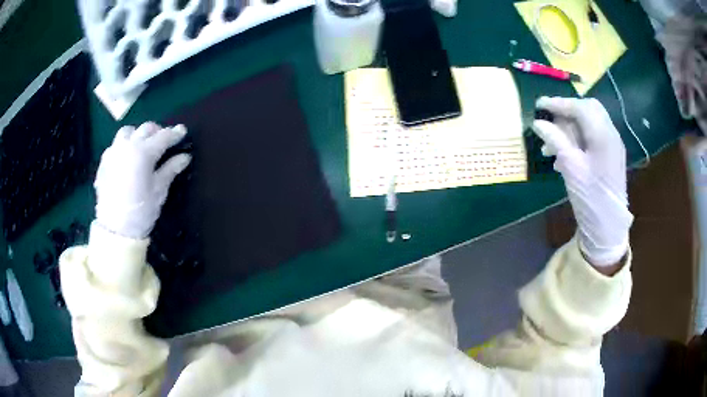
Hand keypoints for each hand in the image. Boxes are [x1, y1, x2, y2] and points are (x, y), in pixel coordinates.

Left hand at [95, 122, 190, 239]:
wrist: (115, 230)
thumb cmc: (141, 212)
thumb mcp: (159, 191)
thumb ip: (171, 169)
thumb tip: (184, 157)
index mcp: (143, 152)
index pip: (163, 136)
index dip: (175, 133)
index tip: (182, 131)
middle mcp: (128, 146)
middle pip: (146, 129)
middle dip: (157, 131)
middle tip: (164, 140)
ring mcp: (114, 152)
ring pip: (128, 131)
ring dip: (138, 133)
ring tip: (142, 144)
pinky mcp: (104, 162)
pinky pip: (115, 145)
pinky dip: (124, 146)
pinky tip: (126, 158)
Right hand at [532, 97, 632, 266]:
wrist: (608, 227)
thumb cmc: (591, 199)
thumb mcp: (571, 169)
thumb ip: (556, 140)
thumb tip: (538, 122)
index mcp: (603, 135)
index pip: (579, 107)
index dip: (558, 103)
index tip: (539, 105)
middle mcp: (611, 134)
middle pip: (588, 108)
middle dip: (567, 111)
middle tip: (549, 121)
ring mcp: (612, 144)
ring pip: (590, 122)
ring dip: (571, 127)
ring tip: (551, 145)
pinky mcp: (611, 155)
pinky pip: (593, 136)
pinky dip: (578, 137)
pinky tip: (565, 154)